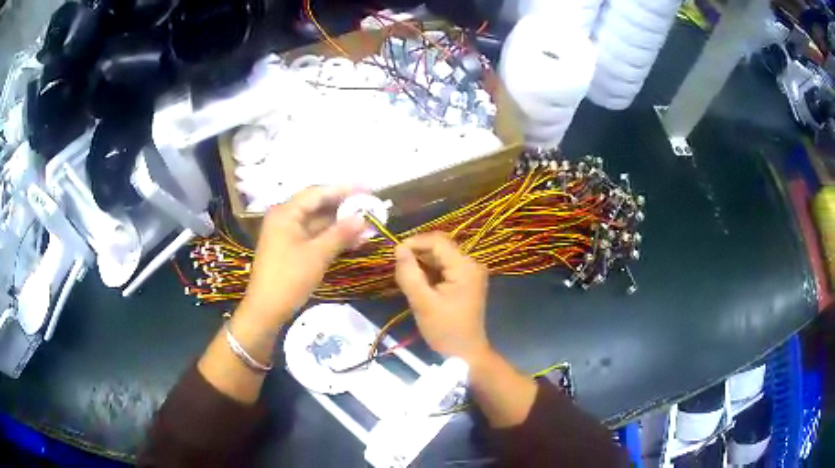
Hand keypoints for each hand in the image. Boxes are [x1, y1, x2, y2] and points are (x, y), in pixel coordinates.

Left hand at [242, 186, 365, 327]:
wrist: (266, 310)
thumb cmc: (289, 279)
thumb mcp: (317, 255)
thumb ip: (340, 233)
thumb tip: (363, 217)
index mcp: (286, 212)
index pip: (318, 193)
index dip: (344, 190)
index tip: (368, 189)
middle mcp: (284, 217)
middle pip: (317, 205)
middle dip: (344, 207)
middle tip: (369, 206)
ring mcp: (286, 233)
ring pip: (317, 222)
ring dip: (340, 224)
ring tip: (366, 224)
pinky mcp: (290, 248)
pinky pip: (313, 235)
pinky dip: (331, 237)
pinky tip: (352, 239)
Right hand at [394, 233, 490, 363]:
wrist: (466, 352)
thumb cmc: (445, 330)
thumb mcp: (422, 303)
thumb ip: (409, 274)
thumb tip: (398, 248)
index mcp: (464, 267)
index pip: (437, 240)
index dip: (414, 242)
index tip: (395, 253)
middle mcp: (471, 263)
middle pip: (440, 246)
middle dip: (417, 253)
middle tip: (398, 267)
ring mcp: (471, 272)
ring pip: (441, 256)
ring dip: (422, 262)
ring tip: (406, 275)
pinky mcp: (467, 280)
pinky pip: (445, 266)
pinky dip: (430, 270)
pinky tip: (419, 282)